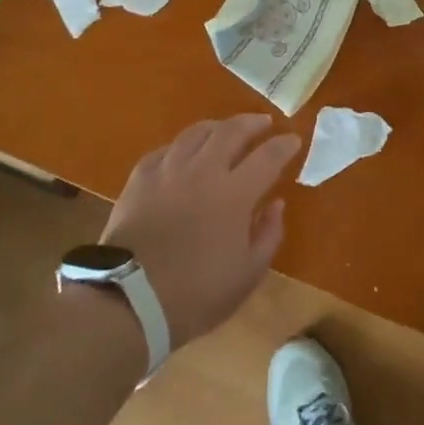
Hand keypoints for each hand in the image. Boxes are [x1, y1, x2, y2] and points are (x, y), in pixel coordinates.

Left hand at [100, 114, 300, 344]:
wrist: (130, 301)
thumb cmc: (197, 293)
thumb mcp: (247, 274)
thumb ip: (268, 234)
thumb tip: (276, 204)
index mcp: (234, 193)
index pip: (268, 156)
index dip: (284, 145)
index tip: (293, 140)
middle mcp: (203, 171)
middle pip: (231, 131)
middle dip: (252, 123)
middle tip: (263, 123)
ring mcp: (168, 171)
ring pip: (196, 133)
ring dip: (217, 126)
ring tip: (225, 130)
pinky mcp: (139, 179)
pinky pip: (165, 150)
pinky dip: (181, 146)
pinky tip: (183, 152)